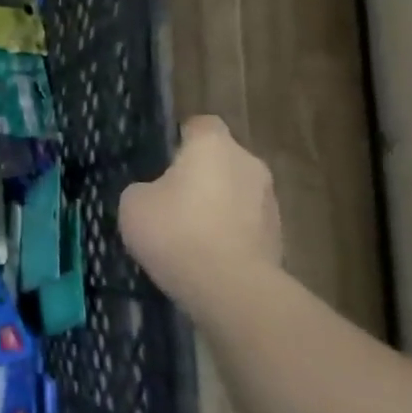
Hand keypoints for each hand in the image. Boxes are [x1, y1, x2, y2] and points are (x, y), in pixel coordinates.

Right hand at [119, 116, 281, 282]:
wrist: (230, 288)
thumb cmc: (176, 232)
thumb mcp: (133, 204)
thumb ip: (144, 188)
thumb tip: (155, 193)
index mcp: (213, 145)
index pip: (200, 125)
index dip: (181, 138)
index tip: (163, 159)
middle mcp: (248, 163)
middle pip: (222, 160)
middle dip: (201, 175)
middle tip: (171, 201)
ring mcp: (269, 201)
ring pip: (236, 193)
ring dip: (218, 205)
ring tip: (189, 235)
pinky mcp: (278, 236)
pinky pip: (246, 225)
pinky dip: (230, 233)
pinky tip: (207, 257)